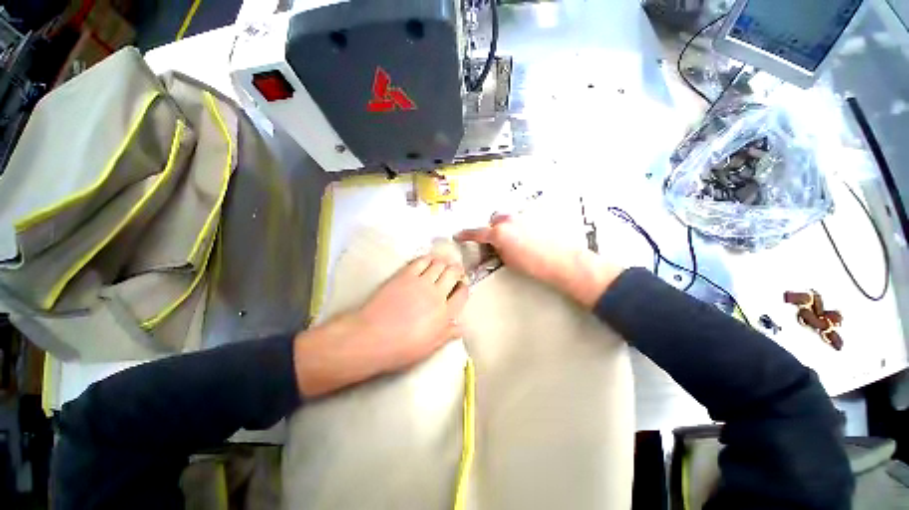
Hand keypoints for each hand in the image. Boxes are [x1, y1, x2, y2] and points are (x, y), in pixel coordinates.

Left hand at [293, 255, 468, 396]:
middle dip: (457, 270)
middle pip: (453, 273)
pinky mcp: (406, 275)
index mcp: (445, 314)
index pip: (462, 294)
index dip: (463, 287)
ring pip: (439, 264)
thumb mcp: (430, 347)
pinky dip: (428, 258)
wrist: (372, 337)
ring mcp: (422, 282)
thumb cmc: (402, 347)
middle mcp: (437, 294)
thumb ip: (447, 334)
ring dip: (444, 262)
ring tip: (442, 264)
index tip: (461, 286)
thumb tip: (461, 326)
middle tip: (455, 271)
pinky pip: (421, 261)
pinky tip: (428, 260)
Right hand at [455, 214, 622, 308]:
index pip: (476, 232)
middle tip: (494, 242)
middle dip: (492, 229)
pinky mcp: (534, 218)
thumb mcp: (507, 260)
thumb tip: (494, 245)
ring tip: (512, 242)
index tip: (458, 235)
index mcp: (498, 232)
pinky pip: (519, 221)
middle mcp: (508, 220)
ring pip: (507, 219)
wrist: (562, 261)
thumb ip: (496, 249)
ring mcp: (521, 217)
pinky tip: (525, 240)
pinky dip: (517, 228)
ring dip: (505, 227)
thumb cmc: (533, 265)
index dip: (465, 234)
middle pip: (493, 219)